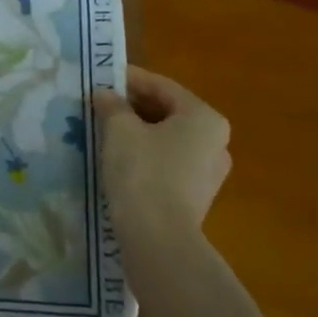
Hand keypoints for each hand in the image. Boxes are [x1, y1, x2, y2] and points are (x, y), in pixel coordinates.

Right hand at [93, 66, 231, 239]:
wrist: (158, 238)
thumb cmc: (143, 172)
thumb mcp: (120, 130)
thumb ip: (112, 106)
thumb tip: (104, 94)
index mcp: (204, 118)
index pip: (163, 87)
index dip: (130, 79)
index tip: (103, 77)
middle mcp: (216, 142)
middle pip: (168, 112)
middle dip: (133, 106)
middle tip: (101, 104)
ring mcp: (209, 172)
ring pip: (167, 139)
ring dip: (138, 131)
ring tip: (105, 130)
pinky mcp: (195, 197)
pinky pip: (168, 163)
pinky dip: (145, 155)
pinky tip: (119, 158)